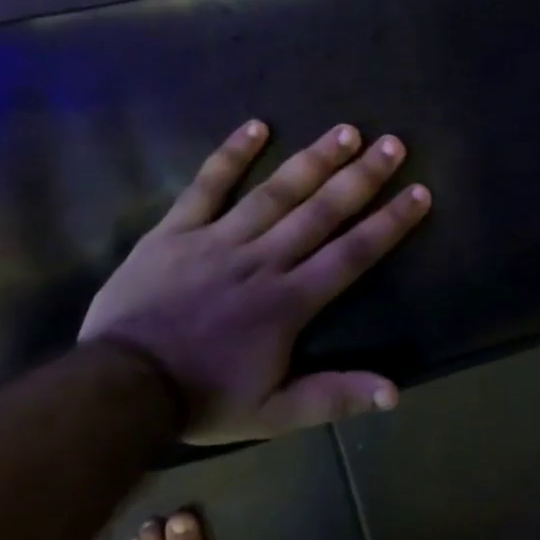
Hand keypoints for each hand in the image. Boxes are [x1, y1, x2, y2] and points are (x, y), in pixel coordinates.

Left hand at [81, 120, 431, 444]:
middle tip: (393, 144)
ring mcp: (218, 240)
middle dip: (362, 177)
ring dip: (313, 160)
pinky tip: (257, 126)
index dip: (389, 223)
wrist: (120, 388)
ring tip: (346, 131)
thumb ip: (334, 397)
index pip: (352, 253)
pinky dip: (231, 154)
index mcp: (289, 301)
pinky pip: (207, 185)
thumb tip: (395, 394)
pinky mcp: (176, 230)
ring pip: (275, 192)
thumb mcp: (274, 413)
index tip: (419, 193)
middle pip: (321, 212)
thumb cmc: (203, 397)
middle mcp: (263, 260)